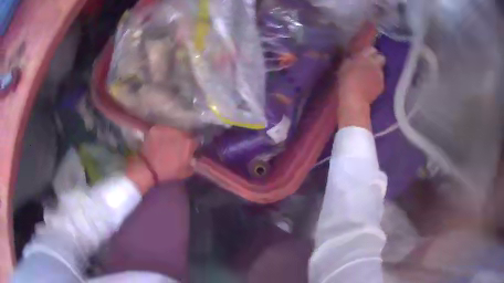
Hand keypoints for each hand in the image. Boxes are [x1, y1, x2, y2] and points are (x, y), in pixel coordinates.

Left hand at [127, 126, 196, 193]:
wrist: (148, 169)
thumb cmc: (168, 172)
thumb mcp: (185, 172)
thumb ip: (192, 163)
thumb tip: (193, 159)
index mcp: (189, 142)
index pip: (196, 140)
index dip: (193, 145)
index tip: (190, 150)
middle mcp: (179, 132)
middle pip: (183, 133)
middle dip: (181, 139)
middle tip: (176, 146)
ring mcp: (167, 128)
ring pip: (172, 130)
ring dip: (171, 135)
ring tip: (166, 142)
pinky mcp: (155, 128)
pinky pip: (160, 130)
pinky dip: (160, 134)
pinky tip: (157, 140)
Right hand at [337, 47, 385, 129]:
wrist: (354, 98)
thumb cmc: (346, 80)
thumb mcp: (346, 64)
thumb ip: (354, 59)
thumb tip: (357, 56)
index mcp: (364, 56)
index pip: (371, 49)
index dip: (369, 52)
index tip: (365, 55)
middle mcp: (375, 63)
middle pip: (381, 58)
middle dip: (377, 60)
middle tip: (370, 65)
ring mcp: (380, 75)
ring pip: (381, 69)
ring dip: (376, 71)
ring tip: (369, 77)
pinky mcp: (382, 85)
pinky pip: (380, 79)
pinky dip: (376, 81)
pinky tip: (370, 85)